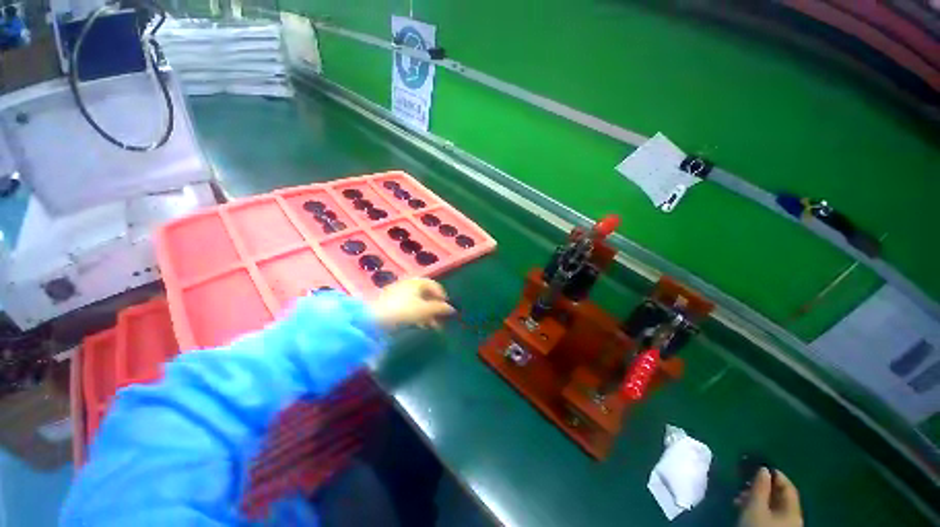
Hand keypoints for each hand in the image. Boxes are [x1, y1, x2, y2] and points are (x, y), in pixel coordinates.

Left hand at [369, 278, 454, 329]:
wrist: (373, 320)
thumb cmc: (404, 311)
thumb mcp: (425, 310)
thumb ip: (440, 308)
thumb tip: (451, 309)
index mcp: (416, 282)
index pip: (434, 285)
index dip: (442, 296)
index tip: (446, 308)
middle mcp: (407, 285)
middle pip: (425, 294)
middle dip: (434, 307)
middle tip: (440, 319)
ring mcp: (397, 293)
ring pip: (416, 302)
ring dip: (426, 313)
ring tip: (430, 326)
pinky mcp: (389, 304)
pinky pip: (407, 307)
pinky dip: (415, 315)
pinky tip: (417, 326)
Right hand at [737, 468, 802, 526]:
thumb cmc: (757, 526)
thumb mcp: (755, 506)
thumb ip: (760, 486)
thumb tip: (763, 468)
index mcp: (793, 510)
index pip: (787, 486)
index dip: (774, 474)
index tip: (758, 466)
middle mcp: (794, 517)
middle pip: (780, 497)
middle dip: (762, 487)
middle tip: (744, 482)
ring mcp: (785, 526)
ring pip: (773, 506)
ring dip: (757, 498)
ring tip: (740, 496)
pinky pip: (769, 515)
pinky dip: (758, 508)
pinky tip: (745, 508)